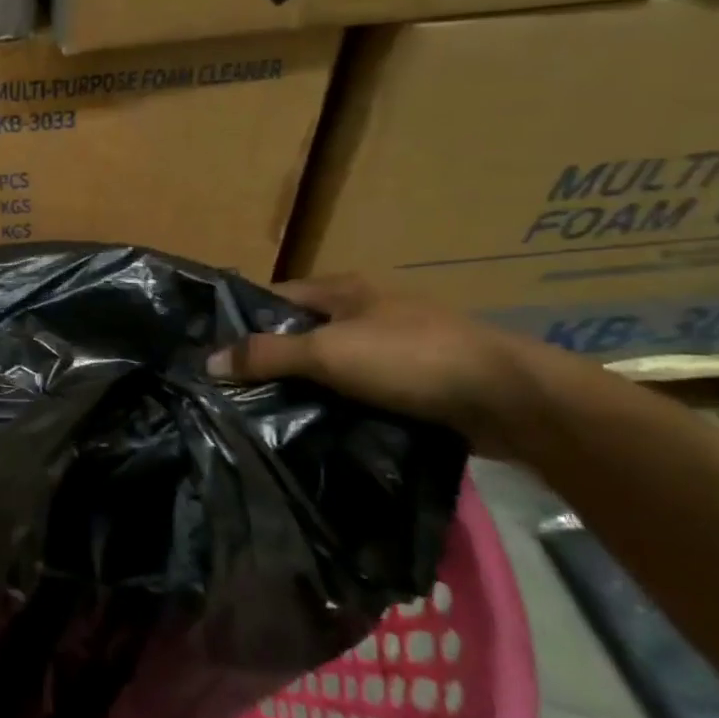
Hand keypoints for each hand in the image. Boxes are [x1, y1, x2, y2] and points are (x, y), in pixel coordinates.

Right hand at [207, 275, 539, 450]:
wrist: (511, 399)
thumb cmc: (410, 358)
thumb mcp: (328, 353)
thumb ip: (266, 354)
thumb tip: (207, 360)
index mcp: (342, 290)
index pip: (274, 298)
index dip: (242, 321)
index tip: (211, 354)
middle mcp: (364, 310)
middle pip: (301, 332)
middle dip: (270, 359)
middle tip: (231, 391)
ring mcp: (393, 346)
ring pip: (330, 365)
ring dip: (305, 386)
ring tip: (264, 414)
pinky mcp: (414, 381)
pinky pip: (359, 390)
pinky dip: (338, 404)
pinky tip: (316, 426)